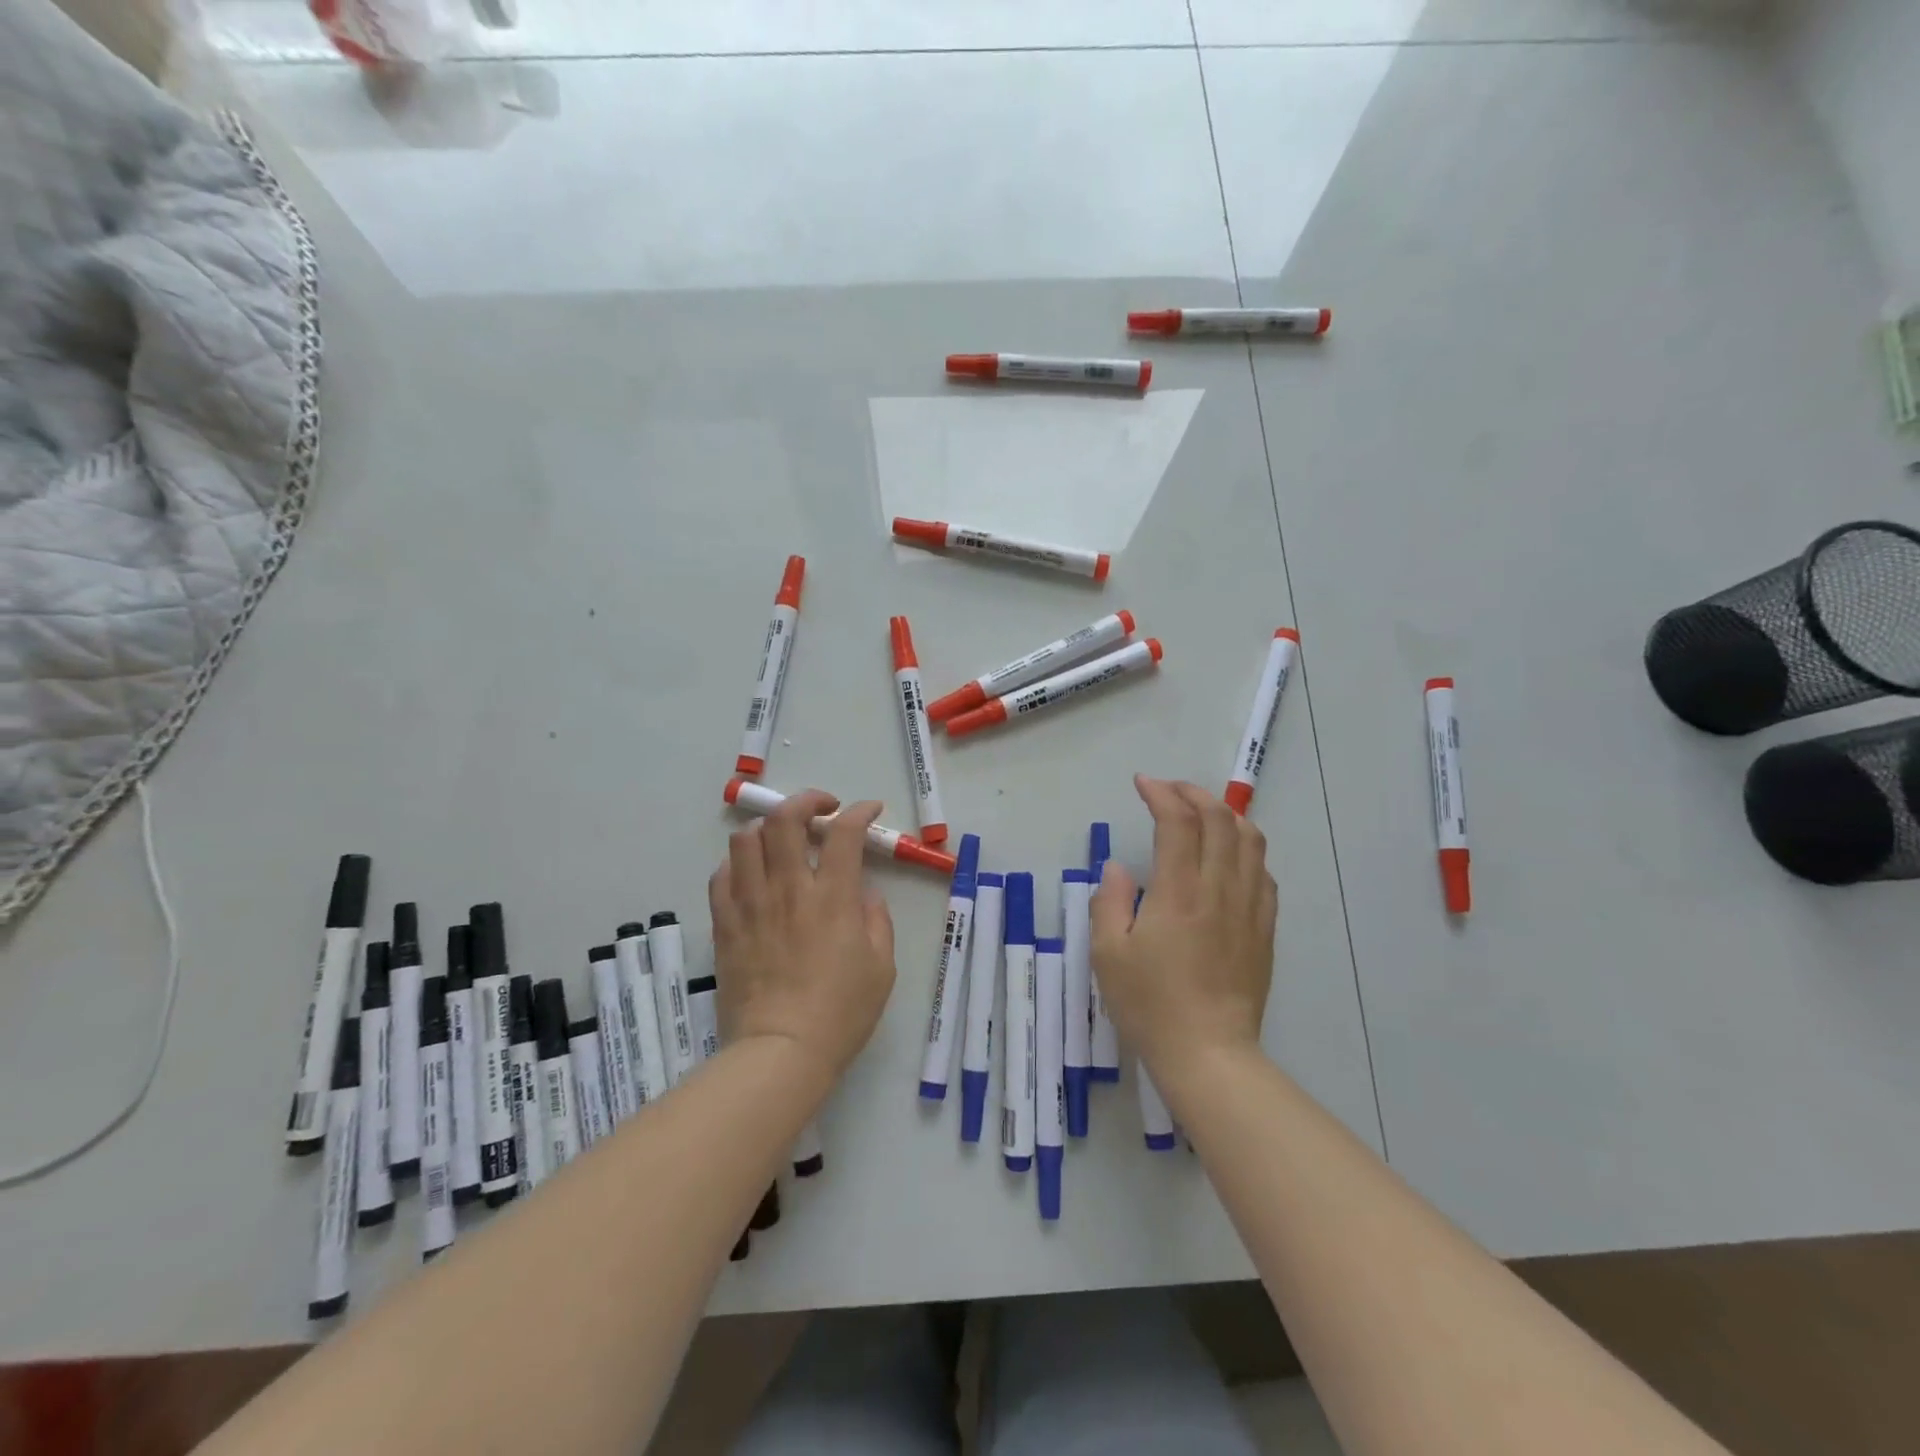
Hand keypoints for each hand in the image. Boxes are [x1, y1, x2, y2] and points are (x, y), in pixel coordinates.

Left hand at [709, 790, 897, 1085]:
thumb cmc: (841, 1012)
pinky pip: (721, 876)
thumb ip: (876, 919)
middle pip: (785, 819)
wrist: (780, 1052)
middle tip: (820, 810)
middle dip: (806, 800)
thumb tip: (863, 892)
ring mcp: (751, 905)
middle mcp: (788, 889)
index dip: (859, 811)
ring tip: (782, 841)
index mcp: (832, 898)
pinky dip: (738, 864)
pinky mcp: (724, 925)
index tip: (868, 810)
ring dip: (768, 829)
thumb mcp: (882, 966)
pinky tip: (752, 875)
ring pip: (745, 840)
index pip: (844, 832)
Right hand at [1090, 776, 1275, 1082]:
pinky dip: (1245, 849)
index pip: (1178, 822)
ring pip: (1250, 841)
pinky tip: (1228, 857)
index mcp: (1179, 893)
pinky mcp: (1264, 929)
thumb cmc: (1150, 1004)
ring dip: (1225, 814)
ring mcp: (1249, 908)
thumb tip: (1117, 868)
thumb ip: (1109, 902)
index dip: (1161, 794)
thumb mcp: (1108, 954)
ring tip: (1201, 814)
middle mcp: (1219, 890)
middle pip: (1220, 819)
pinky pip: (1263, 873)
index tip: (1142, 784)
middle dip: (1194, 794)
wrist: (1209, 1053)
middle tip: (1168, 791)